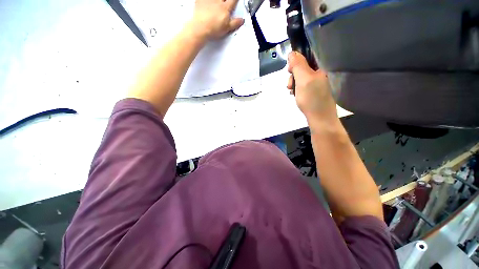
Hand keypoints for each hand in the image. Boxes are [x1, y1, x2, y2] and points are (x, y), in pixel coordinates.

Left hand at [189, 0, 244, 41]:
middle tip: (225, 3)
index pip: (233, 0)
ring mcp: (209, 0)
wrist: (200, 28)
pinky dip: (206, 1)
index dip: (235, 0)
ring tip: (217, 4)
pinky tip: (208, 4)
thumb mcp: (227, 28)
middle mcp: (218, 1)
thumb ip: (235, 23)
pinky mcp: (200, 1)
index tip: (235, 1)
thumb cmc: (213, 29)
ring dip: (217, 1)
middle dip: (225, 0)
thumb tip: (242, 20)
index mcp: (225, 8)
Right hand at [287, 52, 338, 125]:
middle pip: (303, 67)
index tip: (290, 70)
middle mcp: (321, 72)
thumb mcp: (303, 79)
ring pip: (301, 77)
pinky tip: (295, 95)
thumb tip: (292, 52)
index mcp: (322, 66)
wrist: (319, 117)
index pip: (308, 55)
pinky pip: (303, 85)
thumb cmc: (312, 98)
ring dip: (294, 83)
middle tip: (290, 85)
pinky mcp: (314, 90)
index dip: (296, 60)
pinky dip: (297, 89)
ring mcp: (317, 82)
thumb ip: (297, 65)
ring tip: (292, 92)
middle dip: (293, 75)